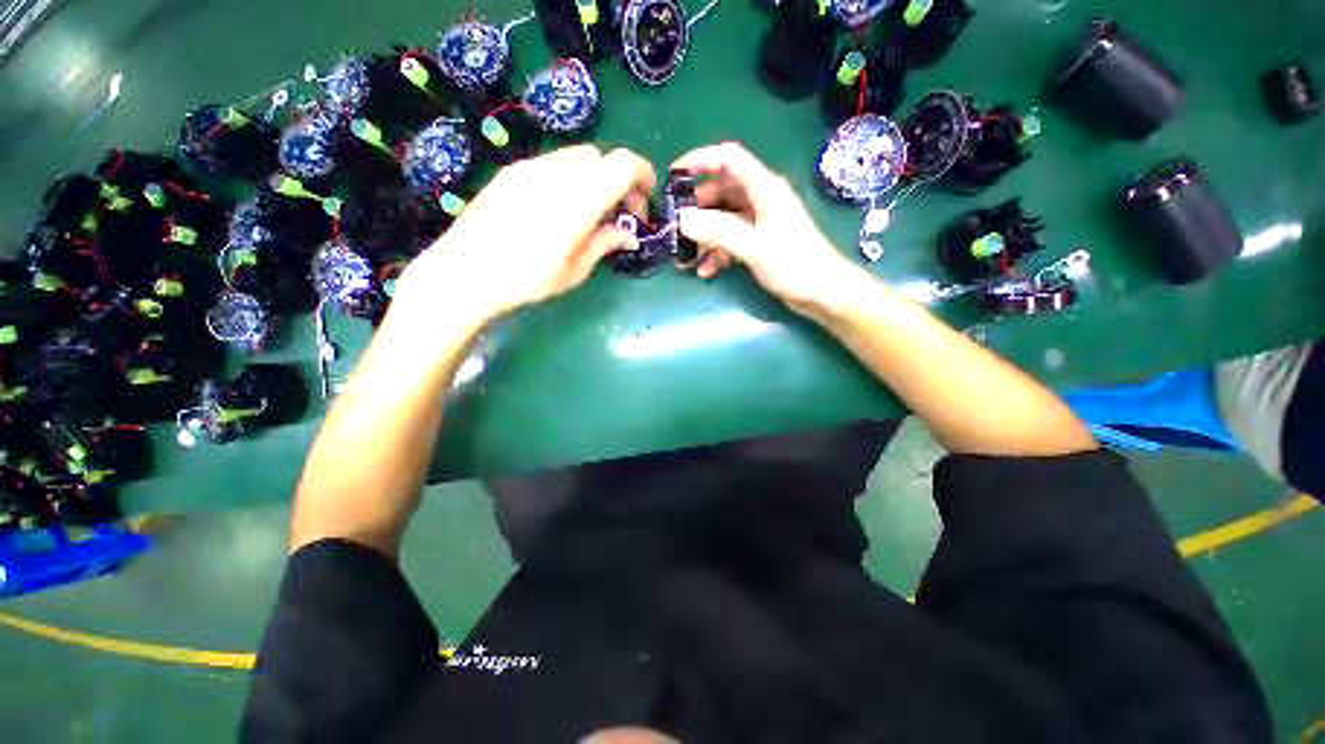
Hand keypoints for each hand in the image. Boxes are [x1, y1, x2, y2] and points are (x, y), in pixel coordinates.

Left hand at [398, 145, 655, 324]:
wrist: (464, 273)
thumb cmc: (526, 279)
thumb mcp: (575, 270)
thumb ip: (605, 243)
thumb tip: (629, 235)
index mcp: (579, 198)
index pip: (624, 164)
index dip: (643, 176)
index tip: (644, 204)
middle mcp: (557, 172)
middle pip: (603, 158)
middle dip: (620, 182)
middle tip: (619, 216)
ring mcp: (531, 167)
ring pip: (578, 158)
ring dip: (595, 180)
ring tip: (590, 214)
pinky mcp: (512, 172)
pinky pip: (554, 164)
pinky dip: (571, 179)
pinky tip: (560, 210)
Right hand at [673, 143, 870, 315]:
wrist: (824, 294)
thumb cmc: (794, 265)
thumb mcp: (754, 247)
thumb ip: (718, 231)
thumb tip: (682, 219)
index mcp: (764, 188)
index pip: (729, 158)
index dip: (700, 160)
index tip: (673, 177)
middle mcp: (761, 200)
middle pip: (722, 190)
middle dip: (697, 206)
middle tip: (675, 224)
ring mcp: (760, 223)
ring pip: (724, 218)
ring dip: (704, 234)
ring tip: (685, 254)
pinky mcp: (759, 243)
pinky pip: (731, 240)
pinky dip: (717, 252)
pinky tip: (705, 271)